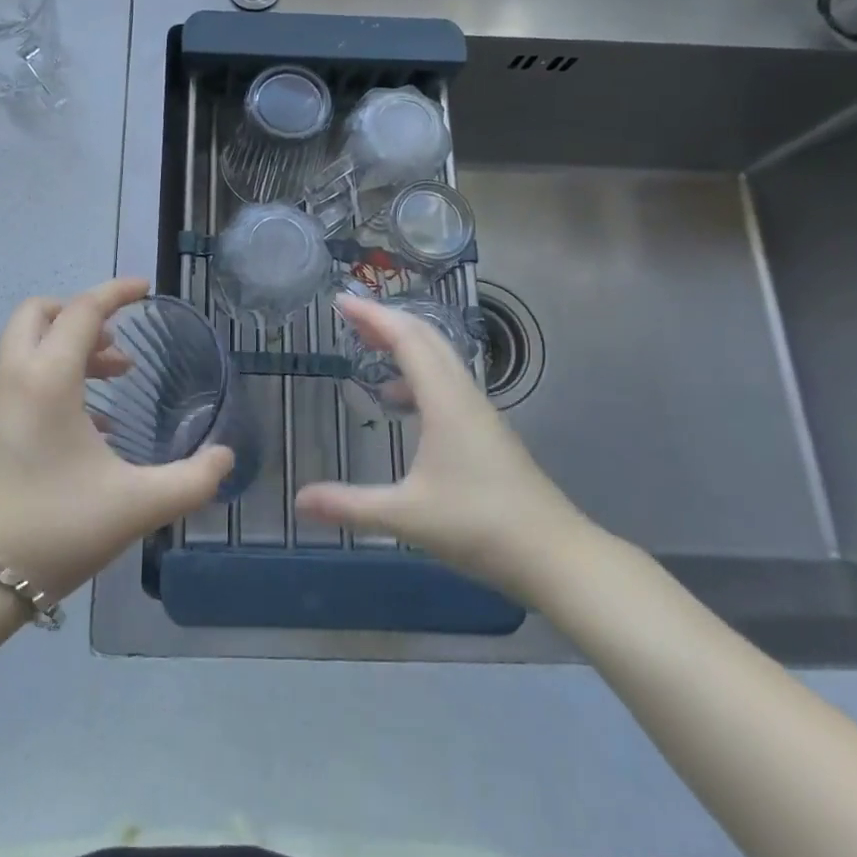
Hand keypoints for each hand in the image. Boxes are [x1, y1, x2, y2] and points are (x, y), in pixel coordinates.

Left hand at [0, 278, 234, 596]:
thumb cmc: (50, 529)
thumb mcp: (134, 507)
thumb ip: (190, 480)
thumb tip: (226, 458)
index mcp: (46, 379)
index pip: (83, 310)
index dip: (116, 292)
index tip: (145, 288)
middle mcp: (12, 380)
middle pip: (38, 315)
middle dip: (79, 314)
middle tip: (117, 343)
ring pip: (26, 351)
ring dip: (68, 352)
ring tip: (112, 386)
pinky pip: (19, 385)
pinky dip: (52, 384)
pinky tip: (85, 433)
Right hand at [295, 296, 594, 597]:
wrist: (556, 556)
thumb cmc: (480, 526)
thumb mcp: (407, 516)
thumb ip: (350, 505)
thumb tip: (299, 500)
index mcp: (444, 400)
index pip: (406, 338)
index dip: (372, 315)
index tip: (341, 301)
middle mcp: (463, 394)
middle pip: (425, 338)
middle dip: (386, 320)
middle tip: (349, 316)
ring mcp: (479, 412)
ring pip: (439, 359)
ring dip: (404, 345)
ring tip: (368, 351)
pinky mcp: (486, 431)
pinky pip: (446, 382)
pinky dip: (417, 374)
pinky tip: (400, 402)